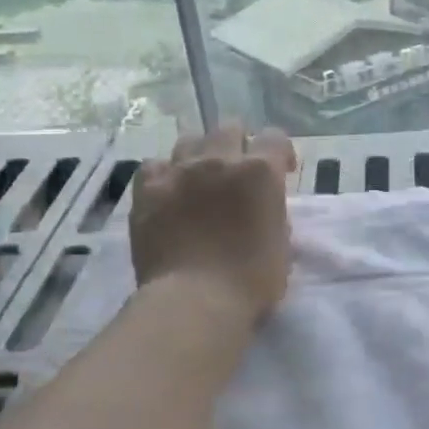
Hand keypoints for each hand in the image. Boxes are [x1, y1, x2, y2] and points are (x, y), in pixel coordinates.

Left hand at [130, 124, 297, 320]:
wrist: (194, 301)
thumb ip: (274, 212)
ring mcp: (179, 172)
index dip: (280, 152)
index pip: (275, 137)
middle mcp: (220, 160)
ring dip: (200, 154)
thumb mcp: (282, 243)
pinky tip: (168, 191)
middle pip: (230, 127)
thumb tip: (262, 205)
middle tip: (238, 171)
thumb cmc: (251, 280)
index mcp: (260, 171)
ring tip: (201, 177)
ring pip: (190, 140)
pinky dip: (164, 174)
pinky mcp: (147, 190)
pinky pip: (154, 165)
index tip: (281, 171)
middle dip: (239, 143)